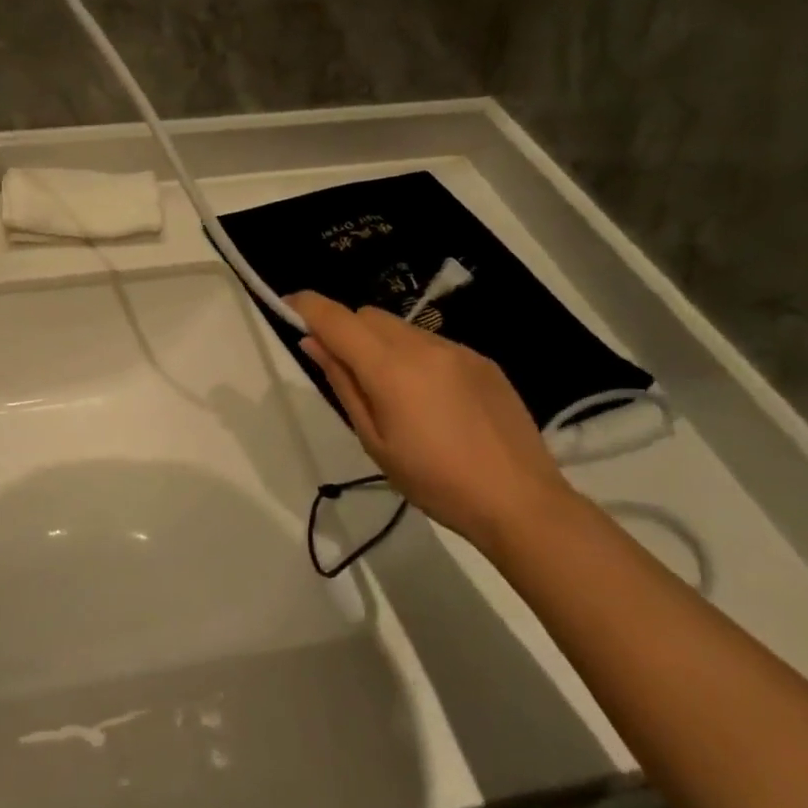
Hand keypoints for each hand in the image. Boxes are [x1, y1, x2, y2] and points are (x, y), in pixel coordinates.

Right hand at [288, 291, 572, 548]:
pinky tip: (430, 399)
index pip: (336, 318)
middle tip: (342, 370)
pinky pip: (432, 343)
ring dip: (380, 344)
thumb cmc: (435, 481)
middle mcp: (423, 345)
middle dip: (345, 329)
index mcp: (391, 368)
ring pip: (400, 327)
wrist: (520, 501)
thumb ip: (342, 384)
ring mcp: (457, 349)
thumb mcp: (374, 440)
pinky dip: (414, 356)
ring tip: (391, 392)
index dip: (307, 306)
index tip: (287, 306)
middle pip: (368, 315)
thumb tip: (313, 343)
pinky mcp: (482, 360)